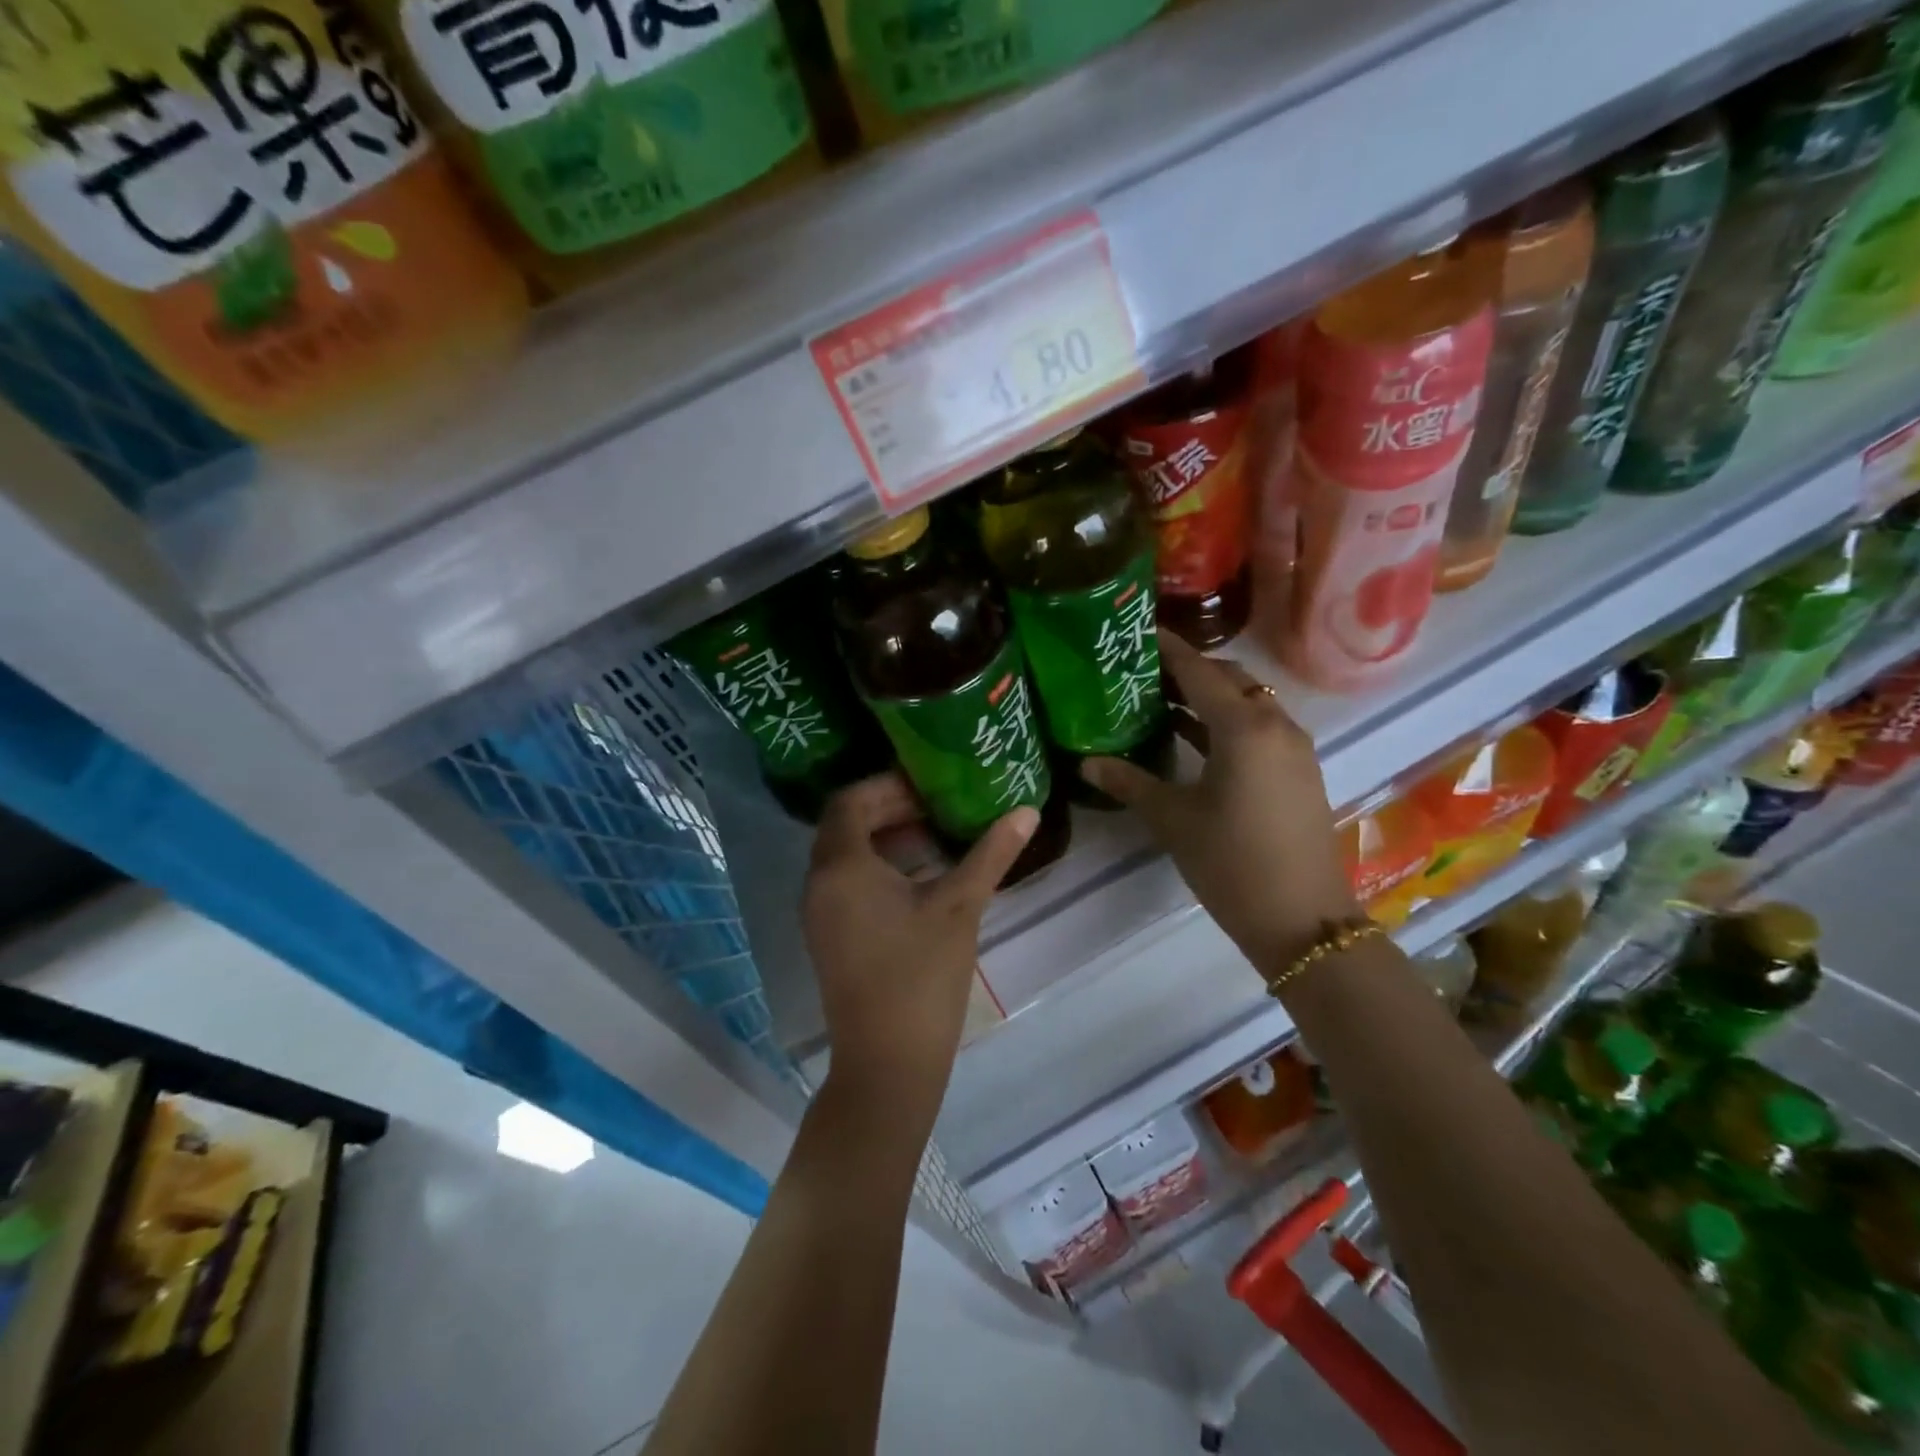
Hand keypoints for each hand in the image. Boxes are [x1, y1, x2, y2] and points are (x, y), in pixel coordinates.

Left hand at [803, 774, 1037, 1116]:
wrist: (888, 1063)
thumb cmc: (921, 976)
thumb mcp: (960, 906)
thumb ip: (991, 853)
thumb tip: (1026, 810)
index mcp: (841, 867)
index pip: (850, 800)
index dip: (888, 786)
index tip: (930, 786)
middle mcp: (819, 883)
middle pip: (845, 825)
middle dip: (889, 808)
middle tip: (937, 806)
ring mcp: (819, 913)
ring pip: (845, 855)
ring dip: (884, 838)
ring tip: (934, 836)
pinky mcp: (829, 936)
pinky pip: (846, 882)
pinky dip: (877, 868)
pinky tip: (920, 879)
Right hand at [1082, 632, 1359, 975]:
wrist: (1301, 919)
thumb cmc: (1230, 862)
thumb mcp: (1173, 819)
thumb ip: (1129, 782)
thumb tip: (1087, 763)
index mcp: (1244, 728)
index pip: (1200, 671)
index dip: (1169, 650)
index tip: (1141, 633)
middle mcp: (1276, 725)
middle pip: (1231, 679)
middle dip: (1191, 670)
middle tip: (1146, 674)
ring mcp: (1295, 749)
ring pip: (1250, 703)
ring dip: (1211, 697)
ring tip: (1163, 702)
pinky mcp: (1300, 771)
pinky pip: (1262, 728)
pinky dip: (1229, 722)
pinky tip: (1196, 740)